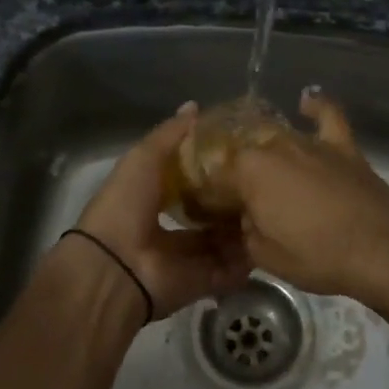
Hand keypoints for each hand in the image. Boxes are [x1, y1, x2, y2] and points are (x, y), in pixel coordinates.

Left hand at [70, 104, 253, 320]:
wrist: (115, 267)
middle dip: (234, 200)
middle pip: (211, 212)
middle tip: (266, 183)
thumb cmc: (126, 204)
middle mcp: (171, 226)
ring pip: (225, 240)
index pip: (191, 179)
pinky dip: (247, 260)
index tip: (245, 152)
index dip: (215, 167)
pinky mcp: (202, 282)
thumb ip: (171, 134)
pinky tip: (268, 239)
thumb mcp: (144, 158)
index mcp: (154, 196)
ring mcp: (188, 257)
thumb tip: (195, 106)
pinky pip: (230, 270)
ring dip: (244, 227)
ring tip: (274, 208)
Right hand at [230, 88, 388, 300]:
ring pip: (278, 138)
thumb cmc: (318, 257)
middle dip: (238, 174)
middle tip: (242, 201)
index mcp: (249, 171)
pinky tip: (305, 102)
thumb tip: (247, 215)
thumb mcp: (265, 256)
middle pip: (246, 154)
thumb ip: (246, 229)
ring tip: (266, 171)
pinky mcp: (342, 145)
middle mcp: (274, 146)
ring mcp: (310, 141)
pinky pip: (326, 115)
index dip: (211, 195)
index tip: (211, 212)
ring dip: (268, 153)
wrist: (381, 250)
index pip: (217, 176)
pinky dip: (315, 106)